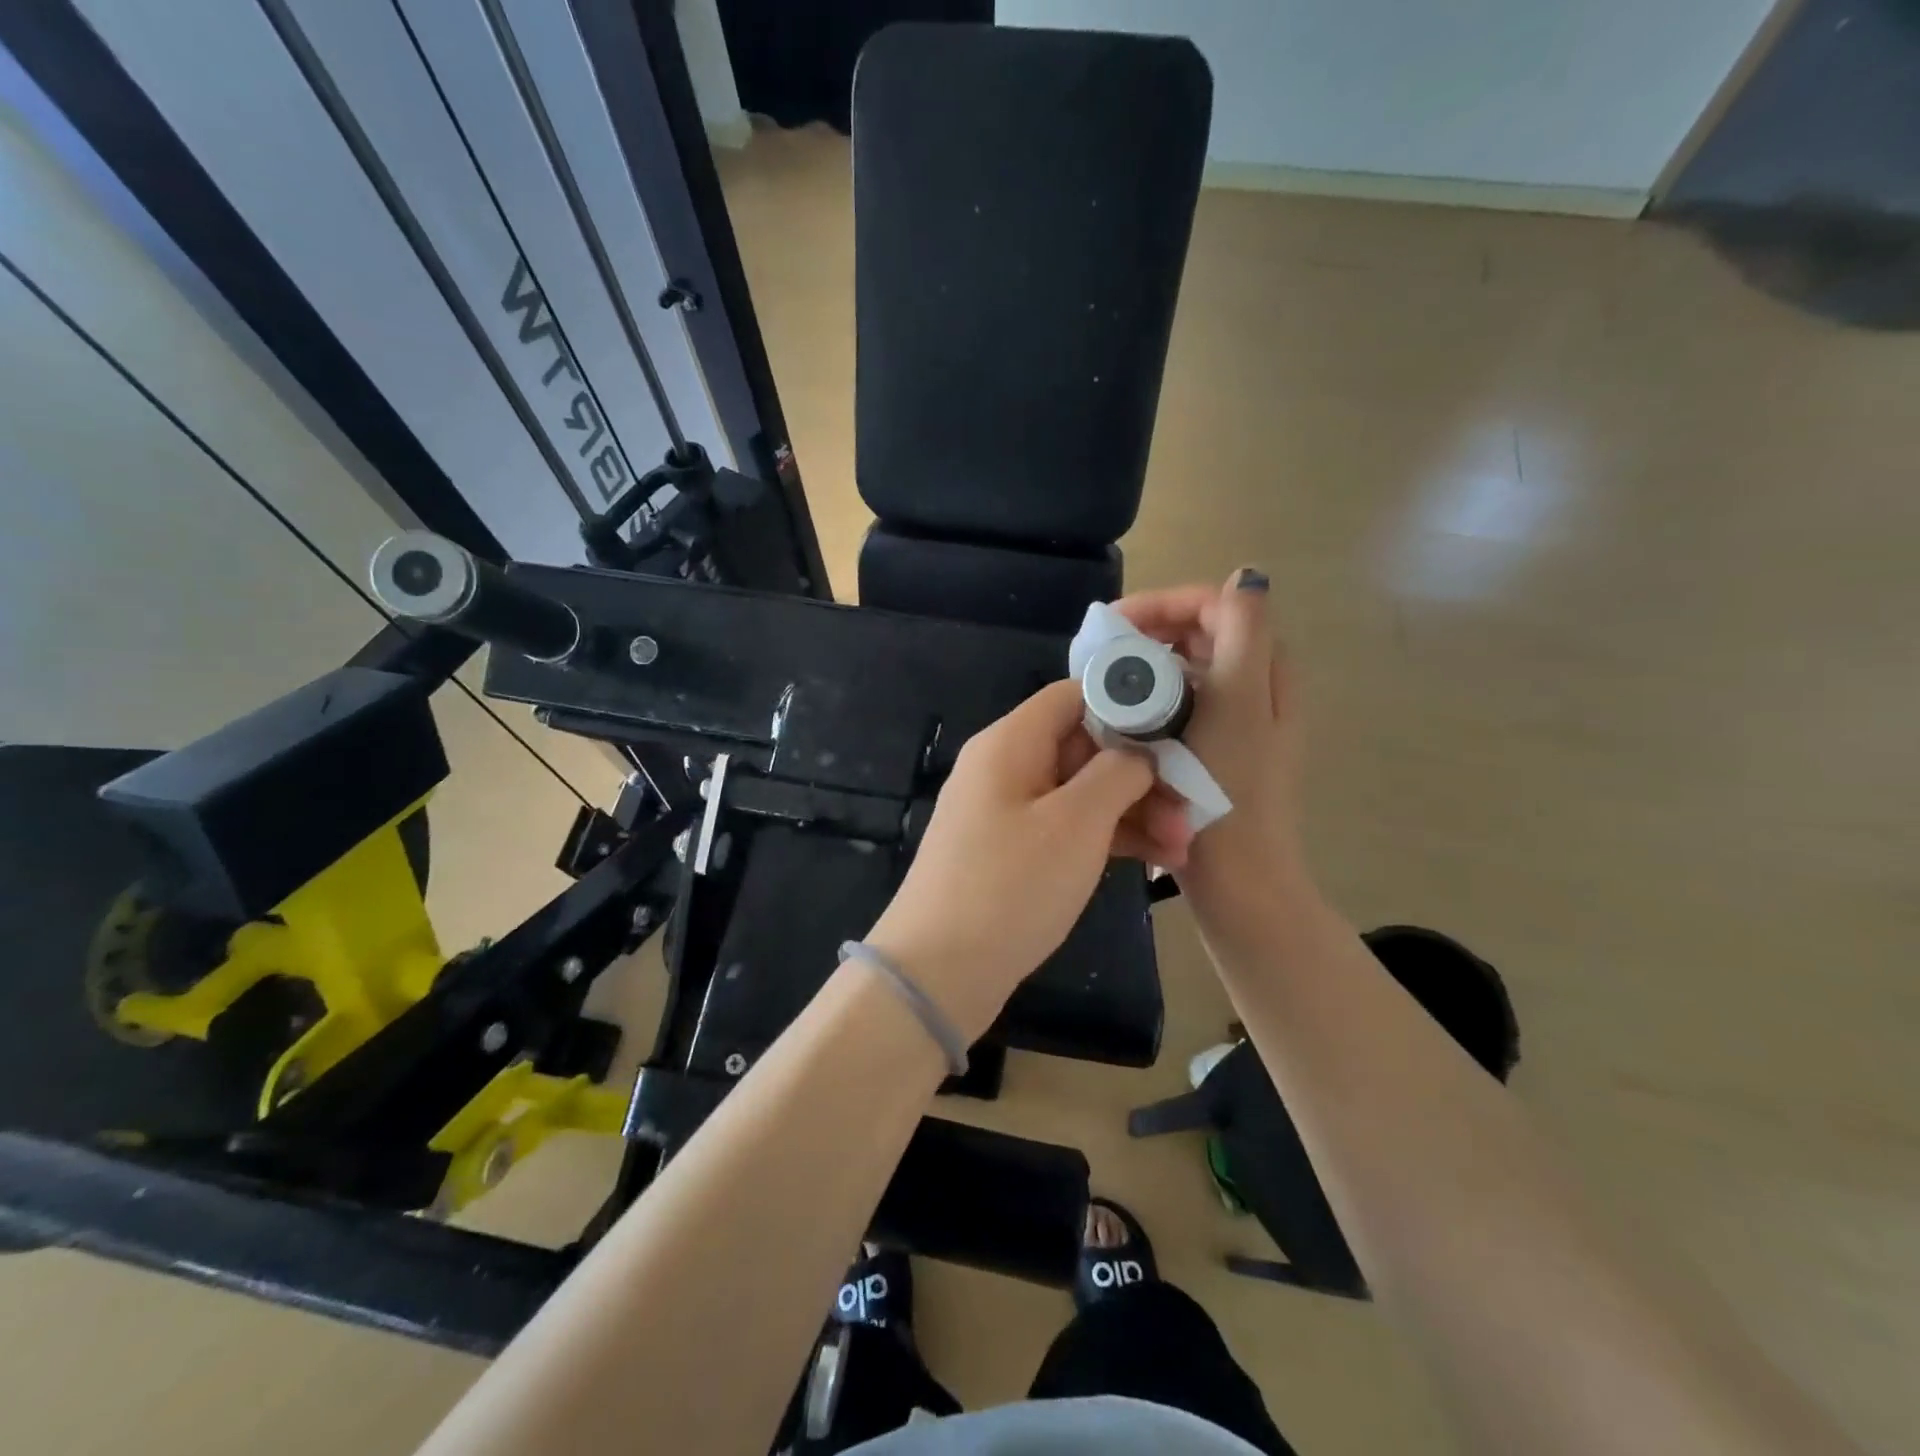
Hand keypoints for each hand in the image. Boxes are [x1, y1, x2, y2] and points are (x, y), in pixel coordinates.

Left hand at [865, 679, 1188, 1041]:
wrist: (939, 972)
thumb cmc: (1010, 886)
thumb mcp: (1075, 824)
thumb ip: (1117, 773)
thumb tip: (1139, 752)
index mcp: (1011, 742)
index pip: (1075, 696)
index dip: (1129, 704)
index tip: (1179, 732)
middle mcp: (1006, 767)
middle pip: (1084, 746)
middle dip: (1143, 774)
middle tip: (1192, 812)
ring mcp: (1007, 812)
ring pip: (1081, 792)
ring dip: (1134, 812)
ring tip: (1183, 849)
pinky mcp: (1012, 852)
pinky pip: (1067, 828)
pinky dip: (1108, 839)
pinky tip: (1155, 863)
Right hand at [1113, 570, 1313, 927]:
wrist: (1238, 879)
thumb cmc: (1229, 792)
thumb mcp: (1238, 706)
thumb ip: (1243, 635)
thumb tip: (1247, 576)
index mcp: (1264, 672)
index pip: (1217, 607)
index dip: (1165, 604)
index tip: (1114, 626)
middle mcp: (1254, 690)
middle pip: (1201, 635)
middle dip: (1150, 633)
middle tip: (1101, 655)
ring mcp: (1235, 723)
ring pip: (1187, 671)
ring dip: (1146, 666)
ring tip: (1104, 683)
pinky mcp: (1213, 751)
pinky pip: (1179, 705)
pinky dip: (1151, 700)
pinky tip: (1121, 719)